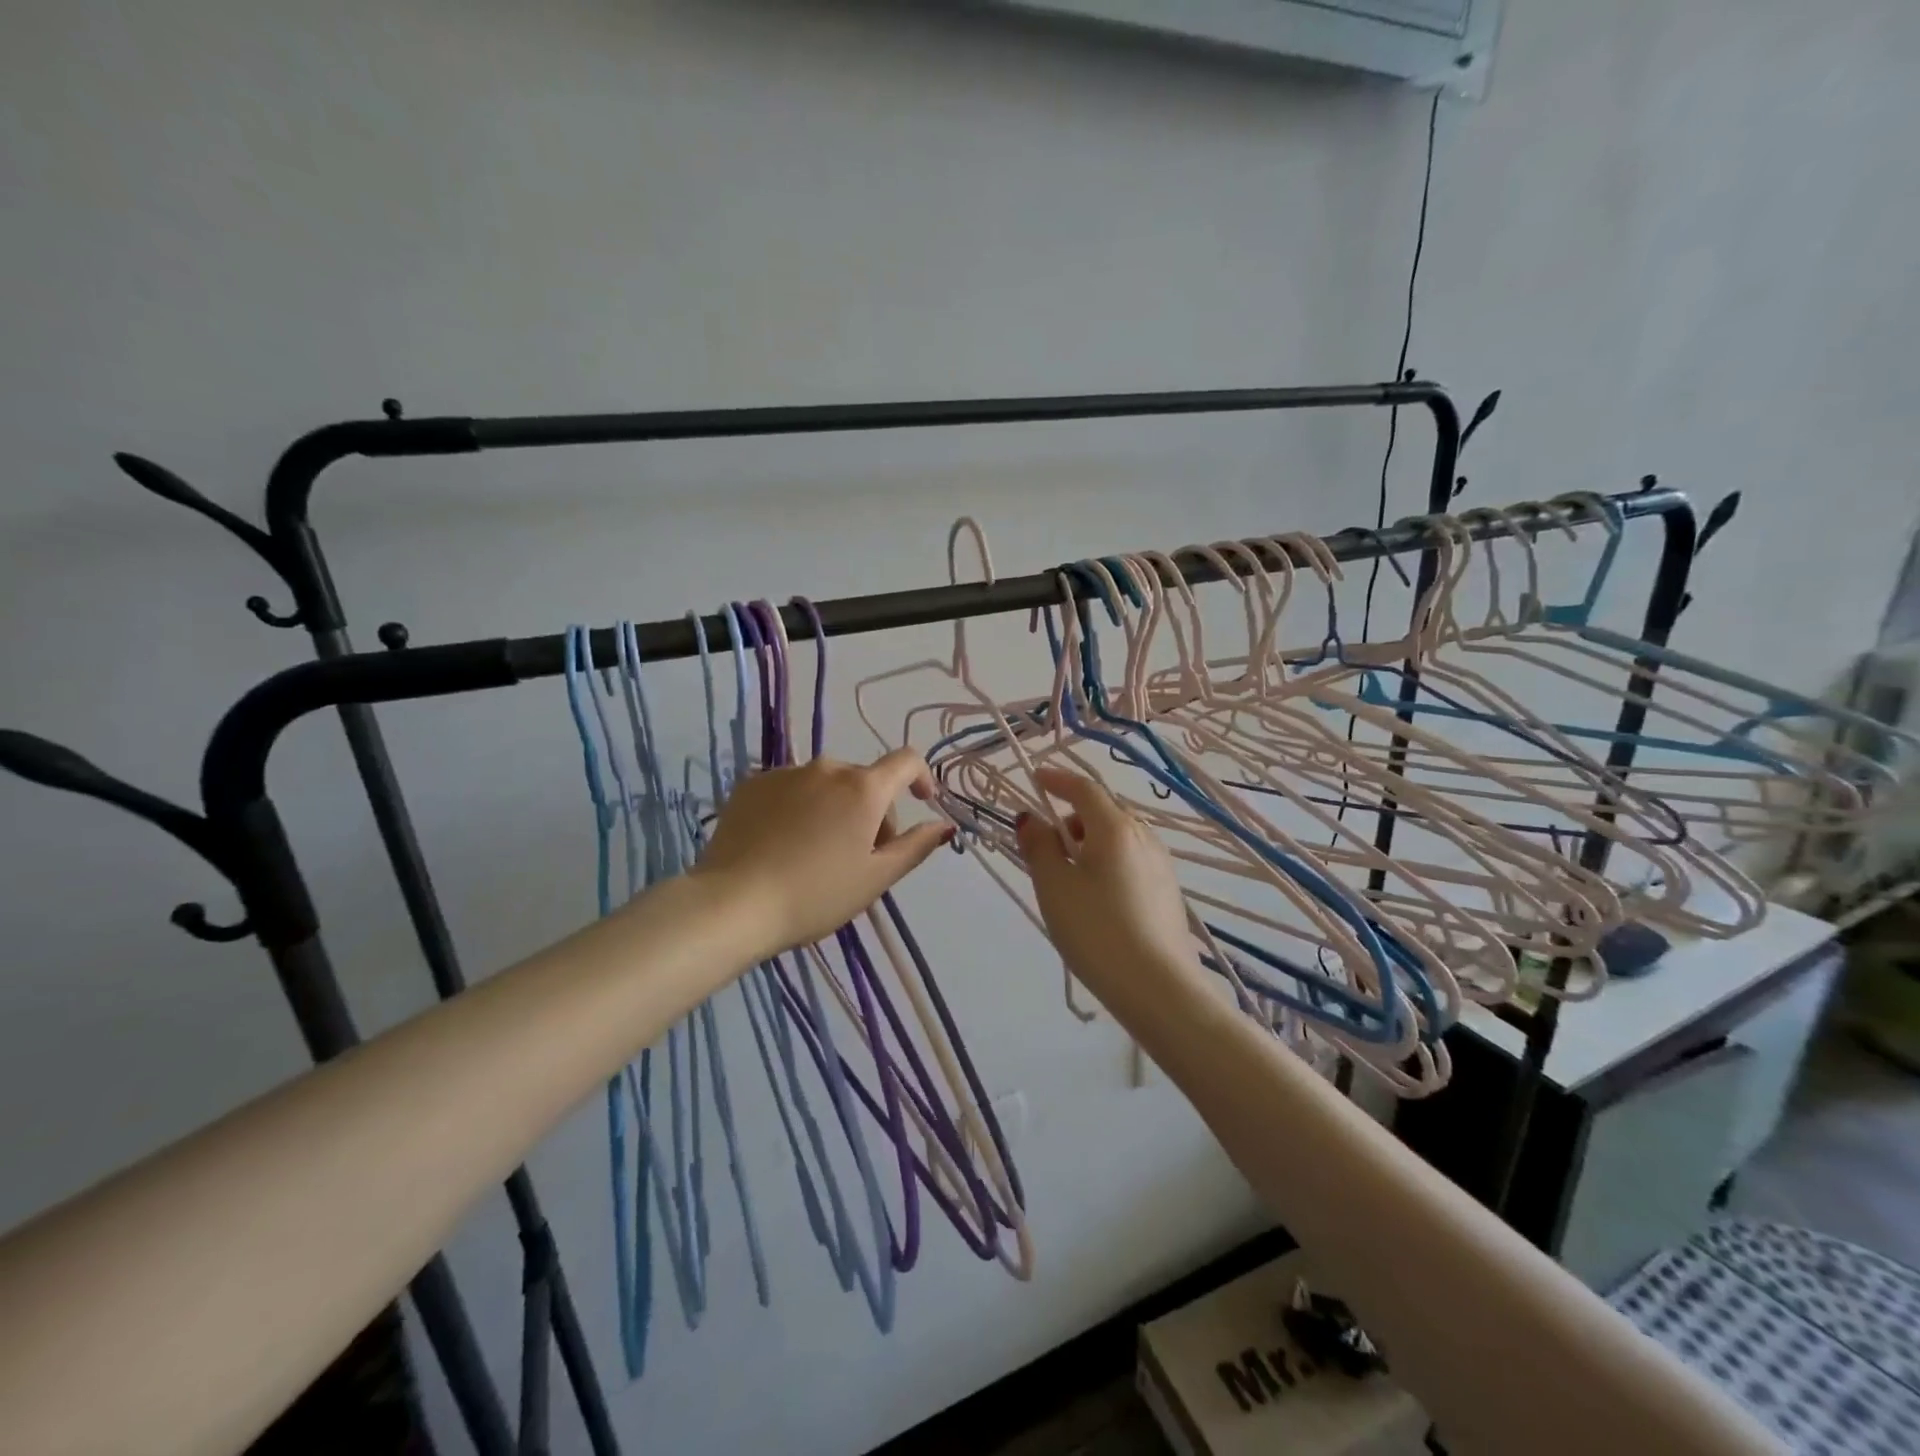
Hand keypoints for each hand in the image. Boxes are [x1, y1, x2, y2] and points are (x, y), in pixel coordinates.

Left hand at [693, 750, 952, 957]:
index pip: (906, 760)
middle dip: (872, 810)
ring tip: (816, 853)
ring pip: (825, 784)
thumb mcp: (875, 878)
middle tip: (860, 856)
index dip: (920, 776)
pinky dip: (798, 808)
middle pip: (863, 780)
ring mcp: (784, 773)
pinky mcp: (751, 785)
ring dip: (834, 808)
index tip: (920, 802)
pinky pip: (790, 789)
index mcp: (863, 788)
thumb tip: (943, 824)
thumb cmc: (816, 895)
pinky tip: (783, 845)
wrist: (733, 904)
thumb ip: (916, 846)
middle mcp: (826, 768)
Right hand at [1016, 766, 1206, 1012]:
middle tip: (1045, 848)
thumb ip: (1039, 847)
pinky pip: (1130, 861)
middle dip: (1071, 819)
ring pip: (1118, 839)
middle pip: (1103, 813)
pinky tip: (1096, 900)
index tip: (1036, 778)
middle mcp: (1144, 837)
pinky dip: (1107, 864)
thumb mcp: (1055, 887)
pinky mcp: (1168, 892)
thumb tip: (1032, 819)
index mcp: (1115, 828)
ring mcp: (1161, 865)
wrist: (1159, 989)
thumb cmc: (1097, 931)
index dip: (1058, 780)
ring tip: (1068, 880)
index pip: (1084, 789)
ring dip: (1090, 844)